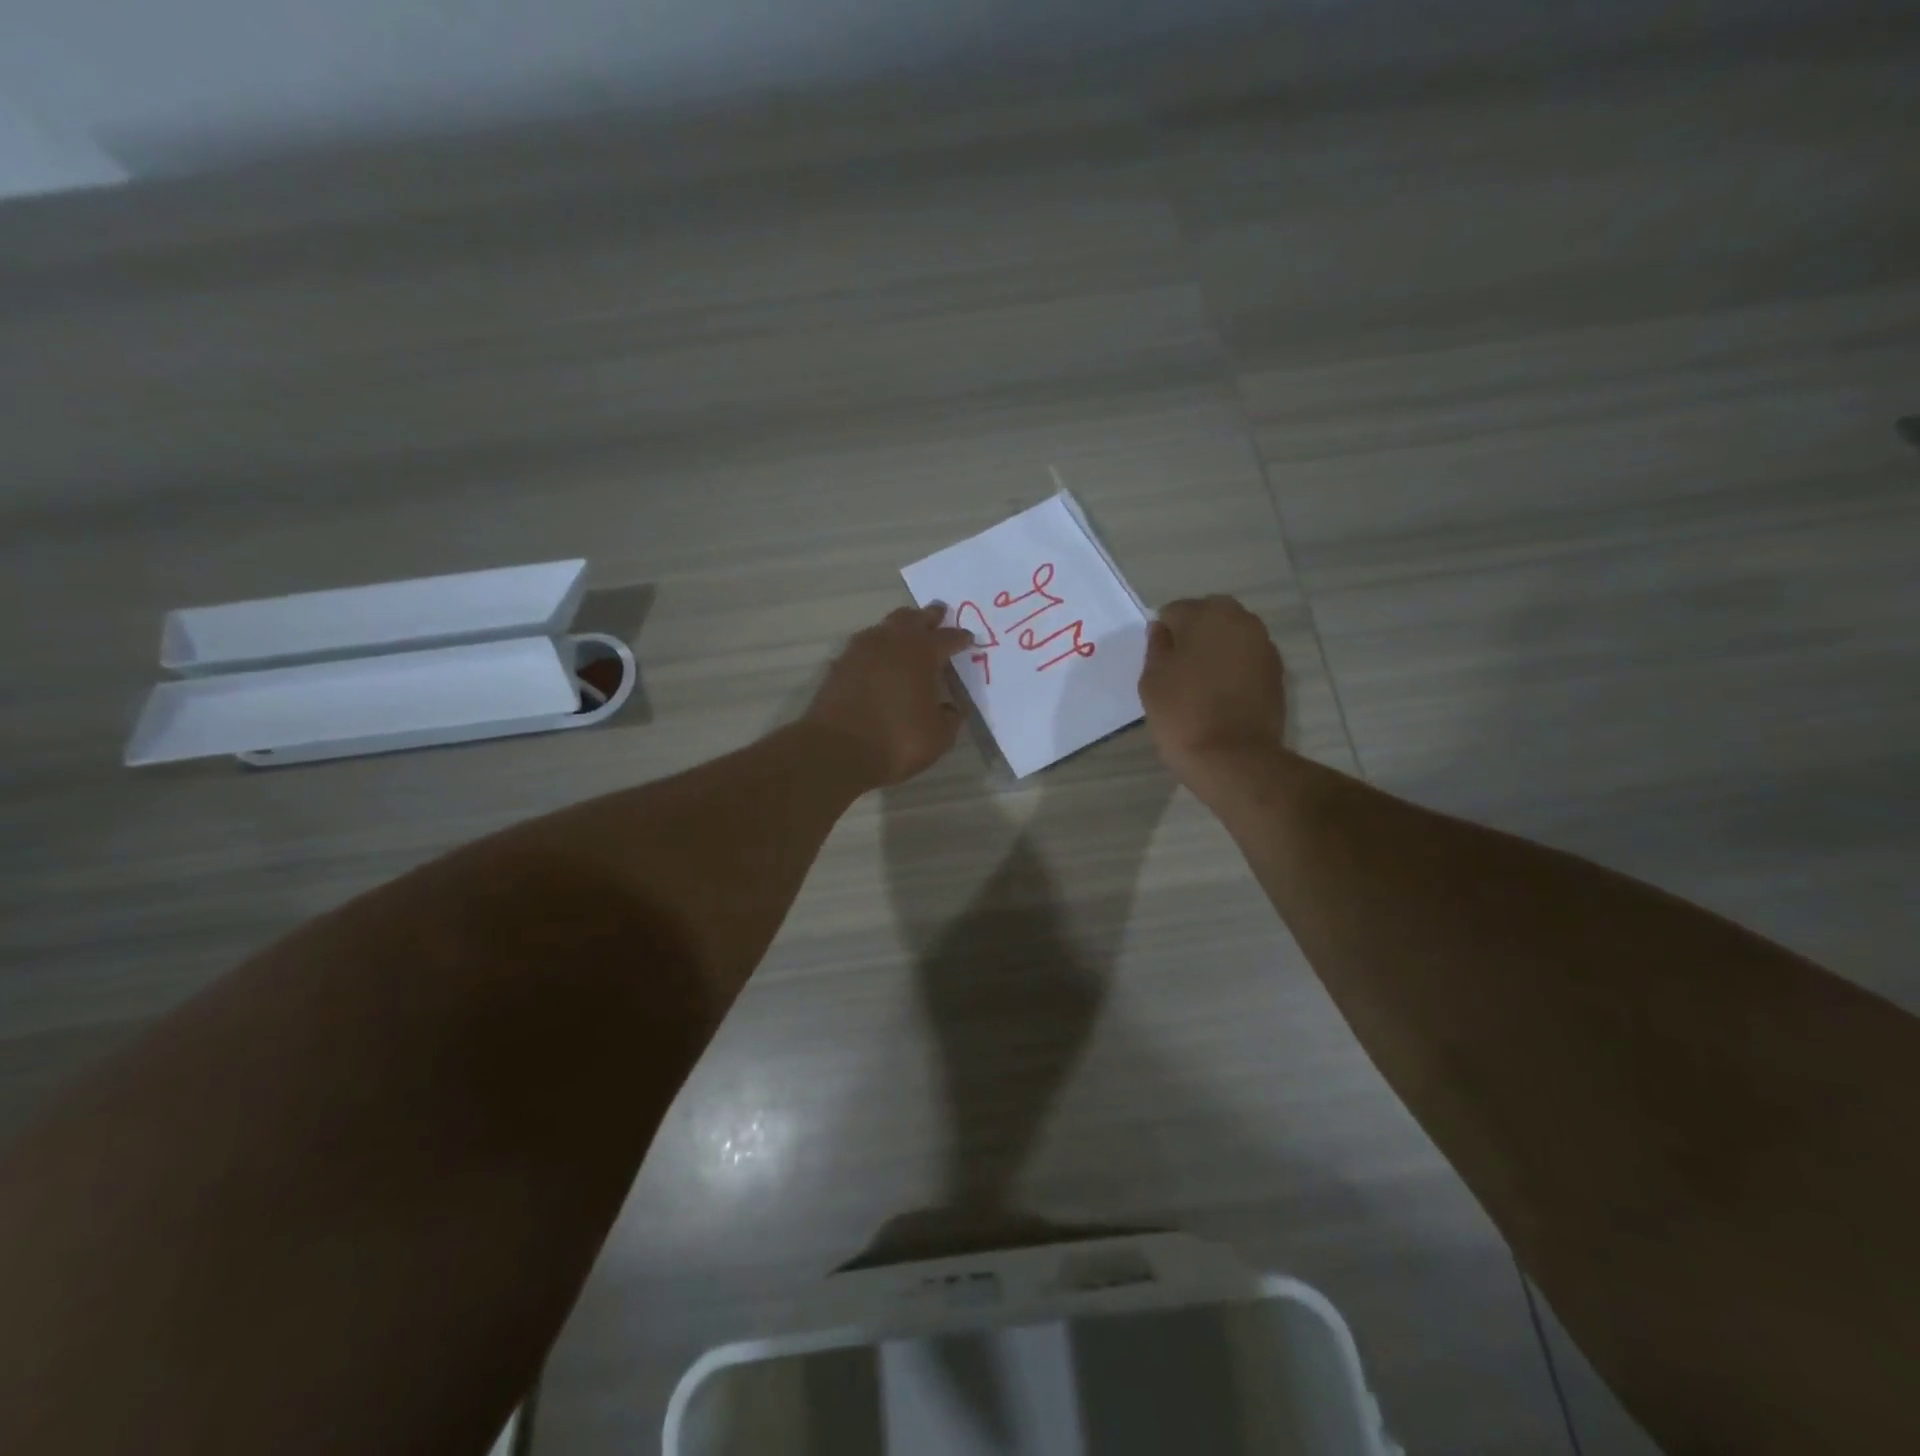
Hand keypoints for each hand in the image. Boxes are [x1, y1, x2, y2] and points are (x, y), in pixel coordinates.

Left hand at [805, 605, 975, 785]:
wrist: (837, 751)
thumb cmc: (896, 742)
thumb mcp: (938, 736)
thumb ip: (950, 717)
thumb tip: (953, 707)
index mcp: (922, 654)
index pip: (947, 638)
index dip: (960, 638)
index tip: (968, 638)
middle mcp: (892, 643)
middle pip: (914, 619)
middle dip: (929, 616)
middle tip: (938, 613)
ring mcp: (861, 651)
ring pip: (885, 625)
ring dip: (900, 624)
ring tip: (908, 627)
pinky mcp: (840, 664)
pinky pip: (864, 643)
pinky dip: (877, 643)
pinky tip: (878, 652)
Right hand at [1139, 595, 1286, 779]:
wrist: (1233, 758)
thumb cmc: (1183, 714)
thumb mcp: (1152, 680)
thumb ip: (1157, 647)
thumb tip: (1162, 631)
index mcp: (1206, 614)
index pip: (1175, 611)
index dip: (1164, 636)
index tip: (1159, 662)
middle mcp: (1241, 620)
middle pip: (1209, 617)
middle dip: (1194, 636)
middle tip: (1179, 669)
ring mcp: (1264, 646)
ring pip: (1231, 637)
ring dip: (1216, 651)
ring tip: (1202, 684)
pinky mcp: (1278, 672)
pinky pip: (1247, 659)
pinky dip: (1235, 669)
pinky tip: (1223, 696)